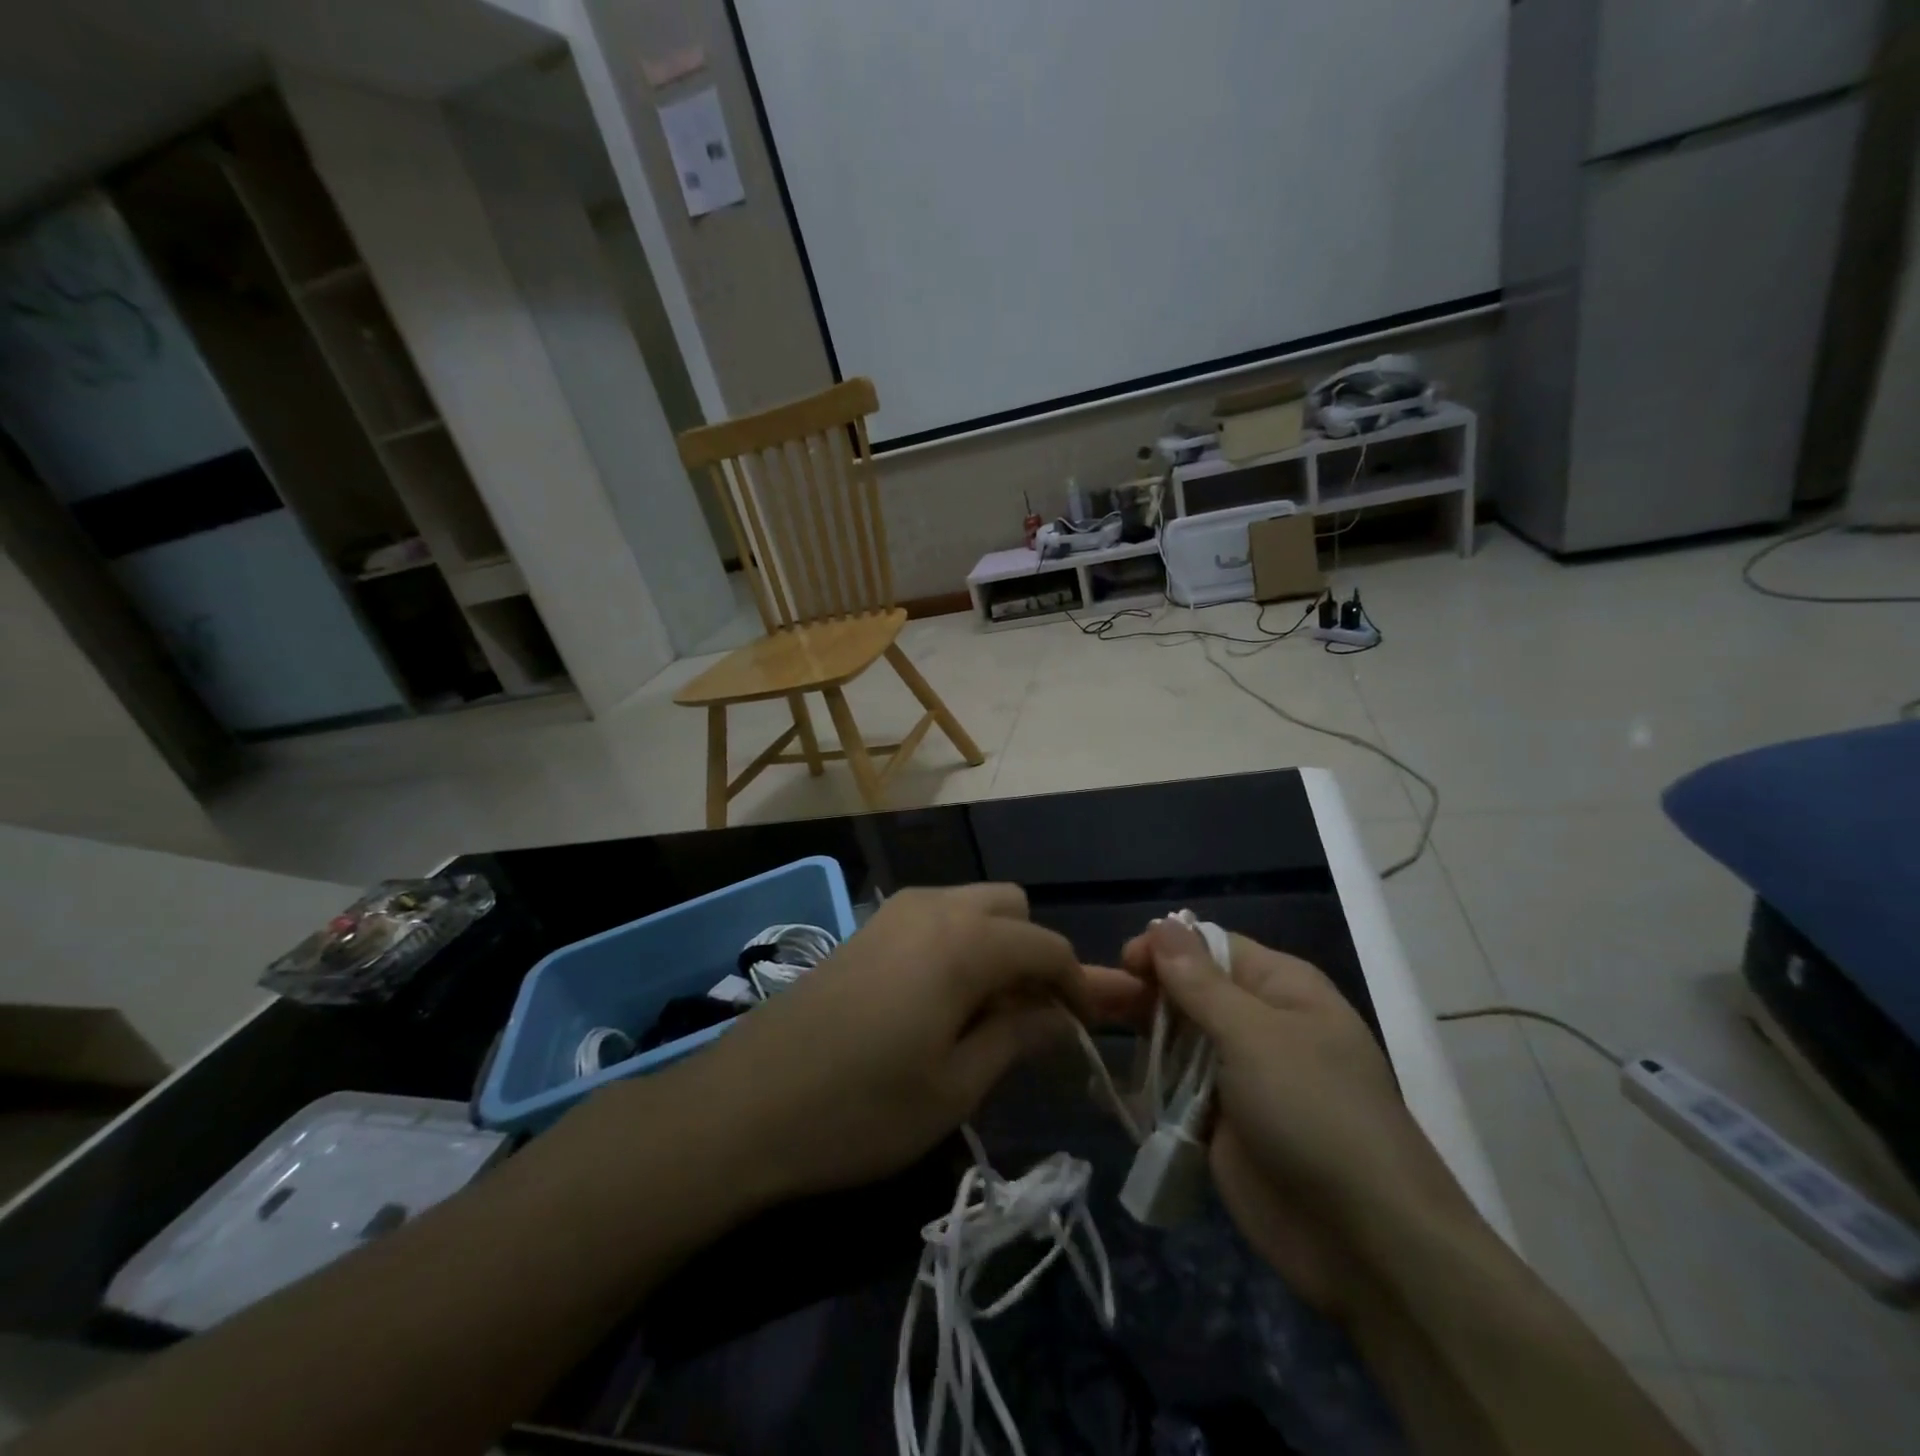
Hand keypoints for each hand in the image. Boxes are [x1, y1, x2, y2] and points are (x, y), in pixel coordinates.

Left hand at [681, 884, 1135, 1204]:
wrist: (744, 1105)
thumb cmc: (860, 1109)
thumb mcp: (954, 1087)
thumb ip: (1016, 1037)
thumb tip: (1060, 1015)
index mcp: (965, 942)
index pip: (1047, 946)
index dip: (1078, 983)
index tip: (1086, 1026)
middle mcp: (933, 907)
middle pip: (1011, 908)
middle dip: (1033, 953)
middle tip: (1030, 1015)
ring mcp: (893, 912)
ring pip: (970, 906)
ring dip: (995, 945)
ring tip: (987, 1012)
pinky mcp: (865, 928)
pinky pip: (934, 918)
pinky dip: (958, 944)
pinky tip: (940, 1000)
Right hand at [1121, 919, 1473, 1313]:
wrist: (1364, 1241)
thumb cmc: (1313, 1111)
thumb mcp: (1253, 1034)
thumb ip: (1198, 981)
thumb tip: (1162, 924)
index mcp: (1280, 988)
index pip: (1211, 947)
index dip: (1167, 948)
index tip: (1125, 962)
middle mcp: (1259, 1024)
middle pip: (1189, 992)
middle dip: (1146, 993)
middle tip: (1098, 1003)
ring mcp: (1240, 1077)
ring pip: (1177, 1041)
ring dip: (1141, 1040)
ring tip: (1093, 1036)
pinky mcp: (1221, 1124)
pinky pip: (1175, 1091)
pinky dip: (1146, 1087)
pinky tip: (1106, 1084)